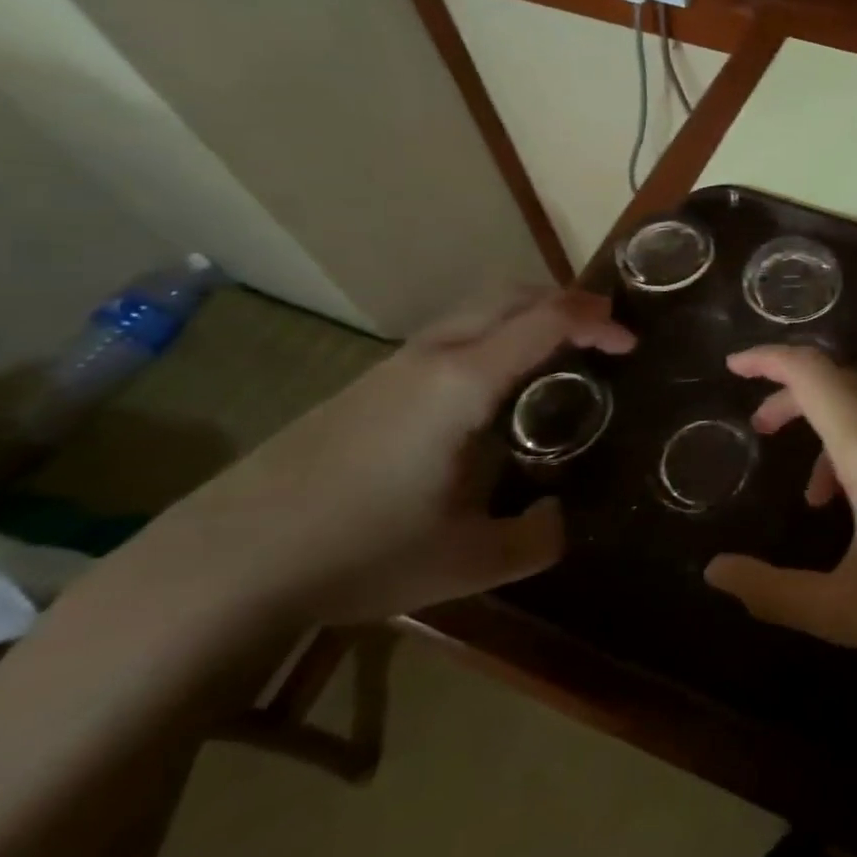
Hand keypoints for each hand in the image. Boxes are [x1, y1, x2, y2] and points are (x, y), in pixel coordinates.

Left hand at [138, 291, 633, 626]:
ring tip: (555, 359)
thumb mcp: (468, 562)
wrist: (226, 562)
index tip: (631, 343)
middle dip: (566, 302)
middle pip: (511, 295)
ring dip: (525, 316)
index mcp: (465, 382)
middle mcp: (433, 356)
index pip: (547, 319)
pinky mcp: (367, 384)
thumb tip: (558, 517)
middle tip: (602, 336)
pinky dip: (492, 337)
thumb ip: (535, 540)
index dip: (598, 319)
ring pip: (476, 311)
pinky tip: (490, 393)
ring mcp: (393, 366)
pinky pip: (450, 336)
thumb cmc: (359, 552)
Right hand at [703, 346, 856, 682]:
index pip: (810, 372)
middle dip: (793, 399)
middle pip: (839, 381)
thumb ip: (772, 591)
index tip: (734, 367)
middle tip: (763, 430)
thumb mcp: (844, 609)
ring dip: (833, 431)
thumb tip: (714, 574)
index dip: (767, 360)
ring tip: (819, 498)